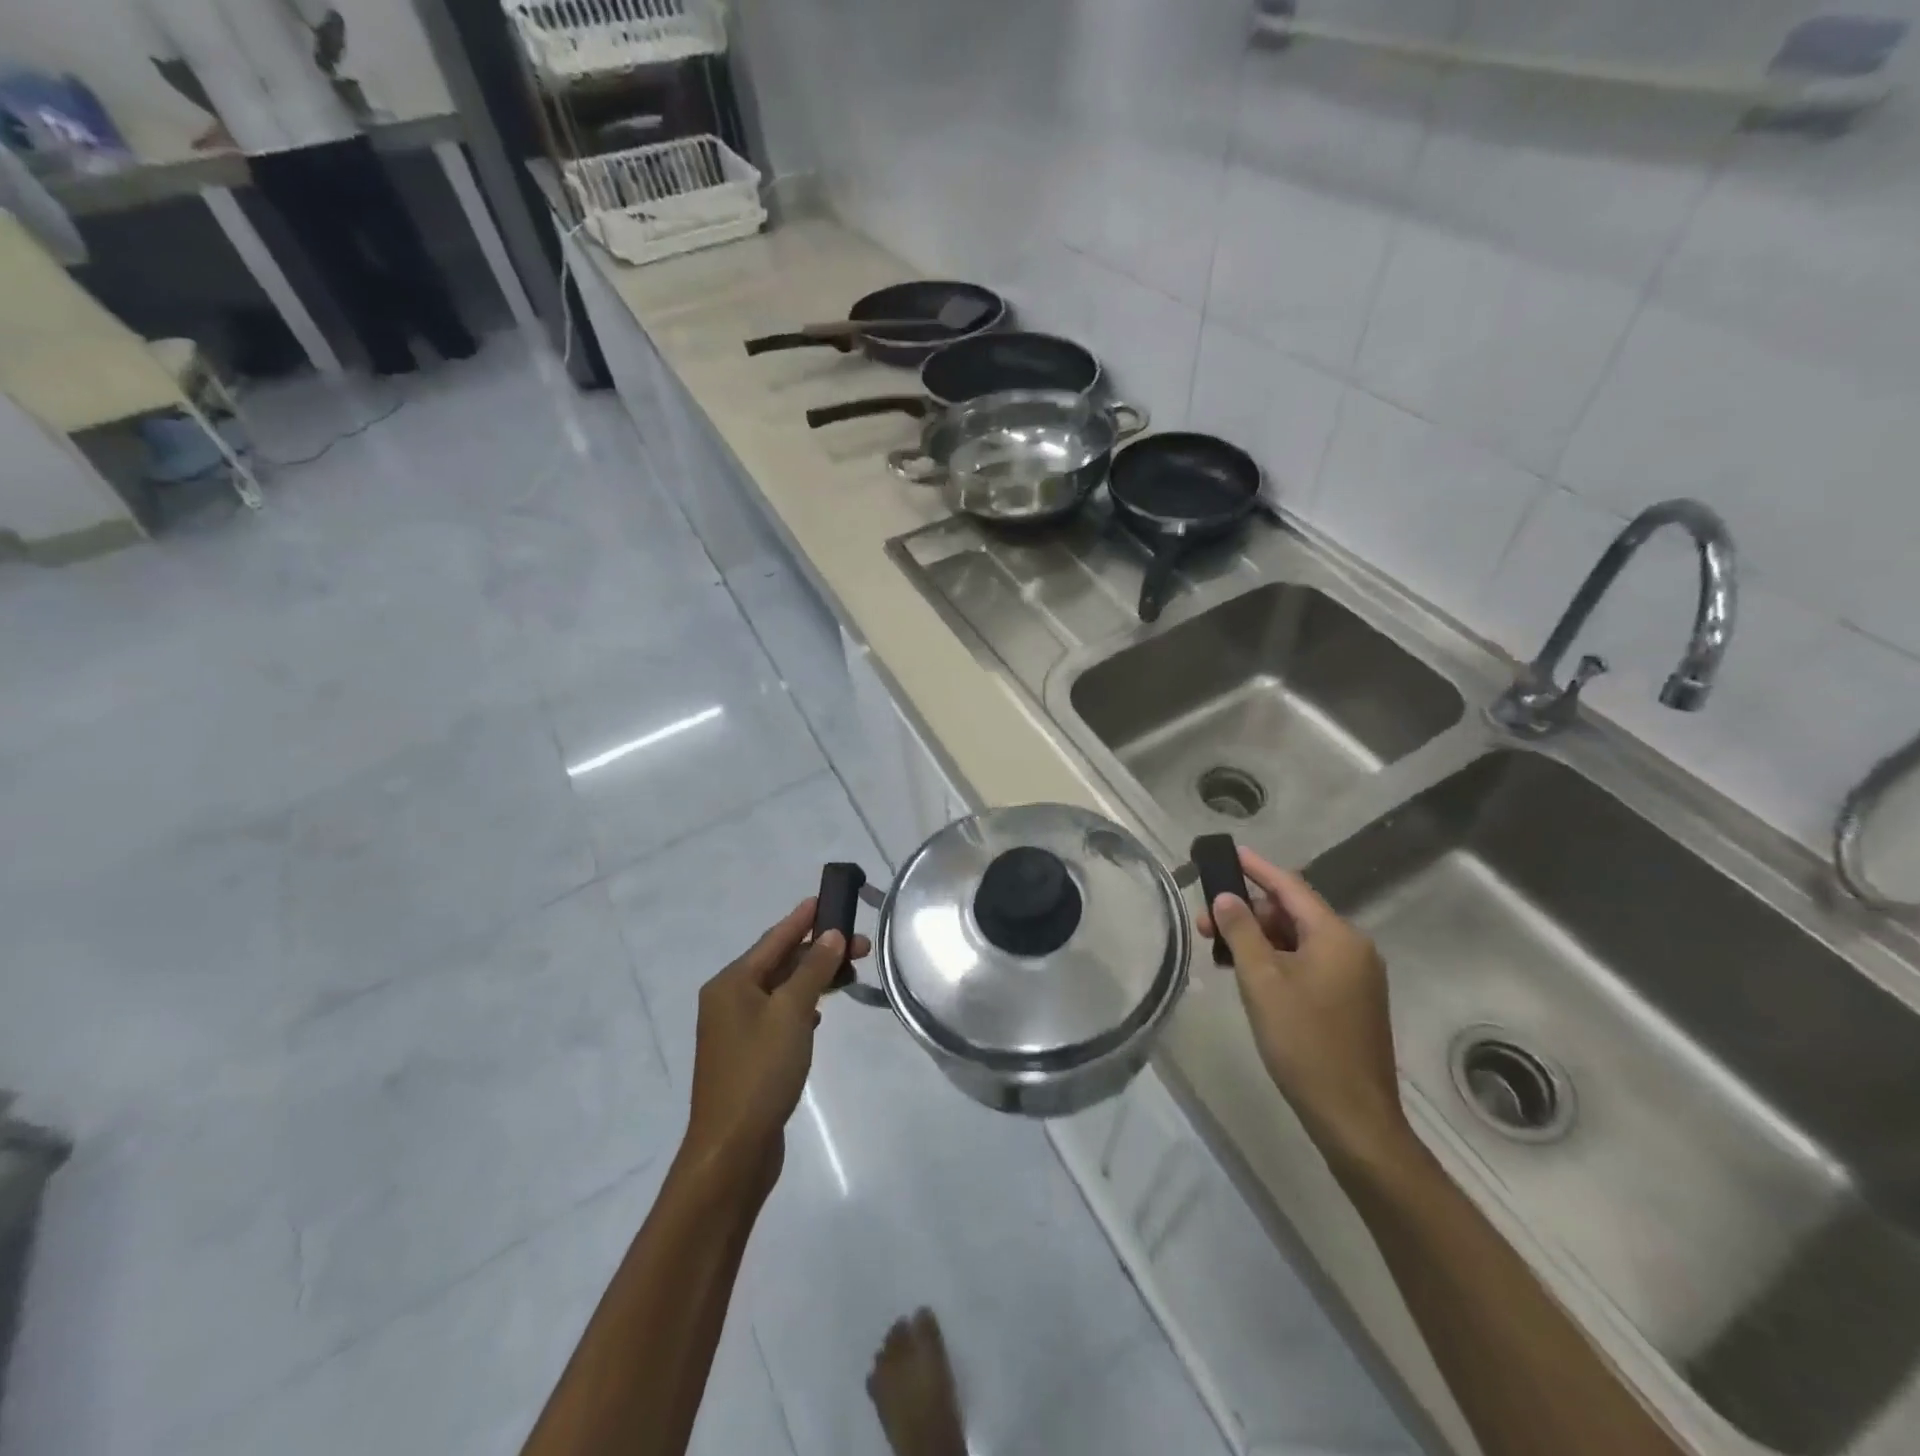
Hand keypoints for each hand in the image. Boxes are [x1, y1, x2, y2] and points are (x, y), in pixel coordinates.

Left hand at [683, 899, 870, 1188]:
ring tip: (848, 974)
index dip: (802, 919)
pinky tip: (820, 1015)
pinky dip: (801, 1008)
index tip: (827, 898)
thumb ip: (813, 970)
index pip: (774, 939)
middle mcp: (728, 1000)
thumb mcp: (791, 1013)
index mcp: (731, 983)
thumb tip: (831, 935)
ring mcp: (736, 1030)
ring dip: (813, 980)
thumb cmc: (760, 1071)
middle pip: (778, 963)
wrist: (732, 1150)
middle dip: (818, 952)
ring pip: (781, 991)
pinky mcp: (747, 1056)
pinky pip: (778, 1016)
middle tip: (861, 945)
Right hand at [1197, 850, 1411, 1169]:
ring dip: (1260, 939)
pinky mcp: (1352, 1000)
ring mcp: (1356, 976)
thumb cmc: (1304, 1042)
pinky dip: (1278, 960)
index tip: (1229, 852)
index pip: (1290, 887)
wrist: (1353, 1116)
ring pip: (1299, 940)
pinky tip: (1250, 974)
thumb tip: (1226, 898)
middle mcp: (1353, 948)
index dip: (1256, 868)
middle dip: (1248, 912)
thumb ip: (1241, 932)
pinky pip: (1310, 963)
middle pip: (1293, 913)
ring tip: (1220, 951)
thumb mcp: (1262, 981)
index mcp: (1337, 936)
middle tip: (1205, 922)